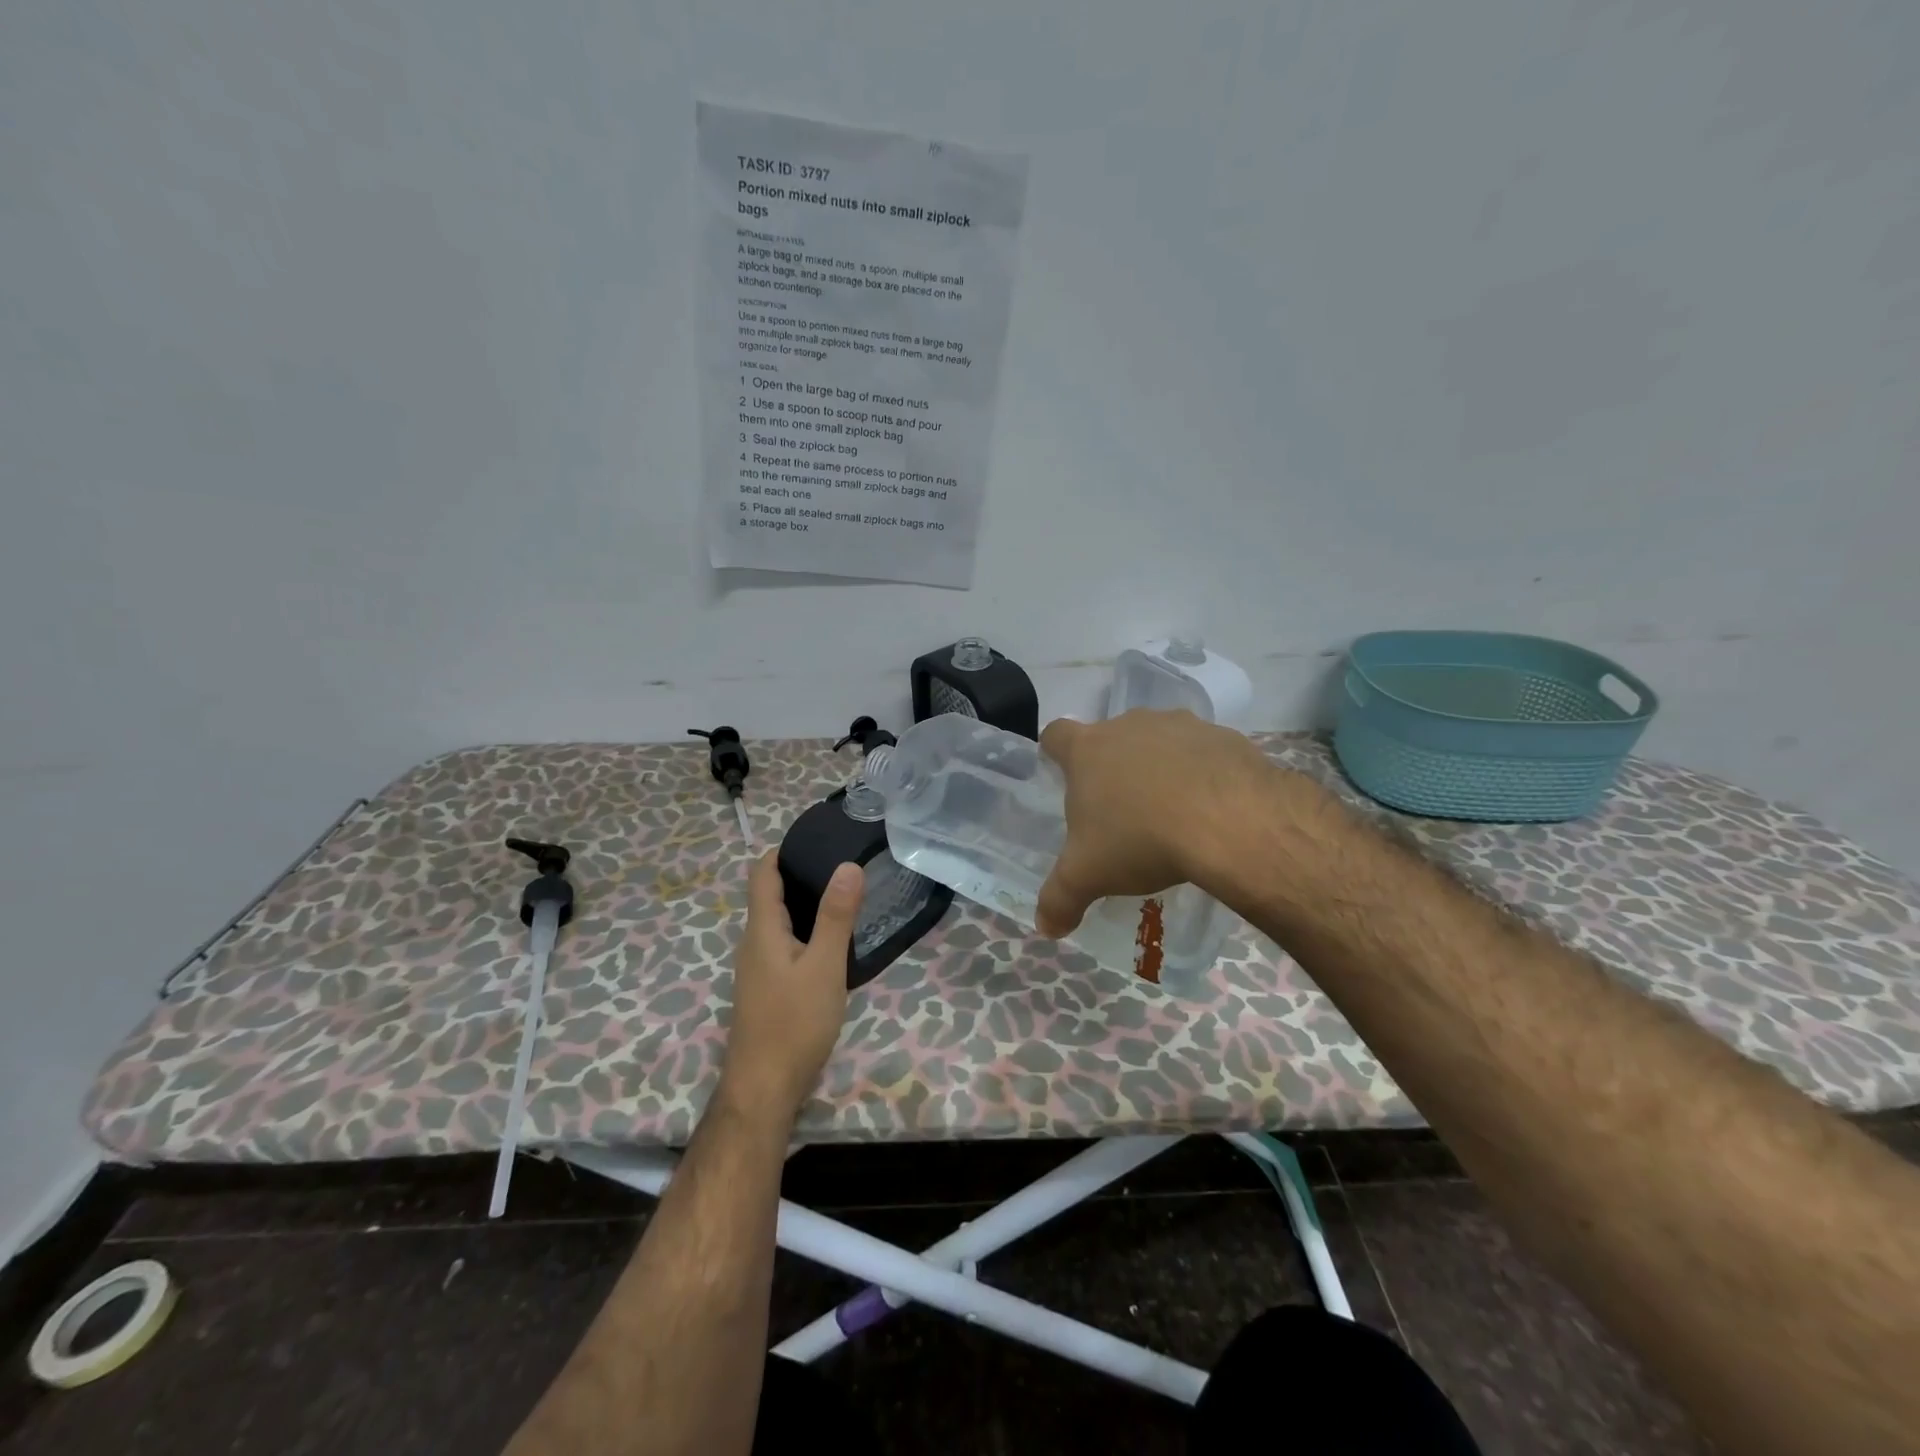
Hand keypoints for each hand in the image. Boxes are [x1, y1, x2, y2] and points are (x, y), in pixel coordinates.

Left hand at [720, 850, 863, 1118]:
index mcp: (762, 929)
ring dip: (806, 904)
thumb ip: (836, 916)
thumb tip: (847, 865)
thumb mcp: (825, 966)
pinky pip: (785, 944)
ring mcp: (758, 967)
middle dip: (801, 874)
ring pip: (779, 921)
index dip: (784, 850)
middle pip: (770, 894)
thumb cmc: (794, 1023)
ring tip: (845, 896)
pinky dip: (806, 931)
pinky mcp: (768, 988)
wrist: (765, 1088)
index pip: (762, 872)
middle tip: (844, 865)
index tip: (819, 839)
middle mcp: (753, 942)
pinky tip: (833, 943)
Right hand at [1036, 709, 1290, 936]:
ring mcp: (1180, 726)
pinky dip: (1202, 774)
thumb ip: (1060, 899)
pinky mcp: (1223, 736)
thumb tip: (1046, 928)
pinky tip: (1212, 811)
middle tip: (1120, 812)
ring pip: (1159, 742)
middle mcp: (1130, 725)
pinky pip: (1204, 752)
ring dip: (1160, 769)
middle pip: (1111, 739)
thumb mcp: (1089, 876)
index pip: (1057, 735)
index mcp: (1088, 750)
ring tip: (1171, 813)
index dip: (1055, 753)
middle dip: (1112, 769)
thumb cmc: (1141, 839)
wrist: (1231, 821)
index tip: (1064, 777)